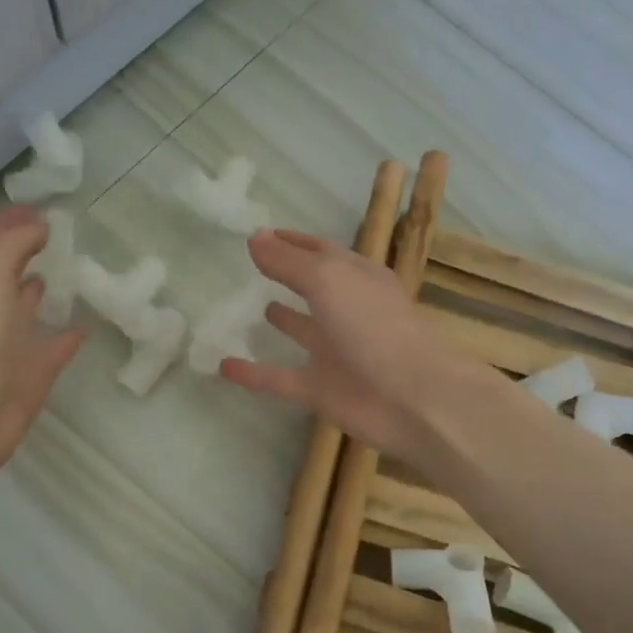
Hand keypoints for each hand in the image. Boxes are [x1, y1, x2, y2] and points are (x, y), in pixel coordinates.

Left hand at [0, 205, 83, 475]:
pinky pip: (53, 347)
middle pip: (4, 271)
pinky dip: (67, 335)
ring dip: (39, 290)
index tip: (42, 205)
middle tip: (59, 234)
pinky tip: (86, 324)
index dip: (9, 220)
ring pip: (24, 308)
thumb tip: (39, 226)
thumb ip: (14, 241)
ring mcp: (5, 342)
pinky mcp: (30, 372)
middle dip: (25, 251)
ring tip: (68, 270)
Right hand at [221, 229, 475, 464]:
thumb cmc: (371, 326)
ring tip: (257, 309)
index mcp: (359, 278)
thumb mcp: (327, 279)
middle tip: (255, 266)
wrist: (409, 399)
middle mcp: (348, 311)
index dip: (294, 242)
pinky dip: (254, 374)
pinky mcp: (321, 389)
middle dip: (290, 275)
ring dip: (284, 320)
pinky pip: (279, 379)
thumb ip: (288, 261)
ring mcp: (336, 352)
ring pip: (303, 331)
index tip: (262, 234)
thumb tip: (254, 237)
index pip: (322, 252)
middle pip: (315, 287)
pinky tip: (223, 366)